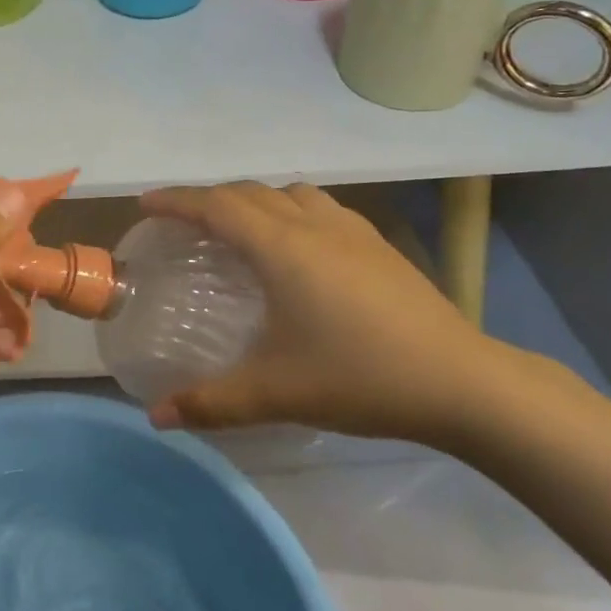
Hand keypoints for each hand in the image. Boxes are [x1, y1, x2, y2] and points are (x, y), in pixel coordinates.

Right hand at [141, 182, 527, 447]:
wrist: (464, 383)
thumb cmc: (360, 377)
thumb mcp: (276, 393)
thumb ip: (211, 403)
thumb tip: (156, 417)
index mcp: (281, 247)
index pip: (215, 205)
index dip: (176, 200)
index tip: (146, 204)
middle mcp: (312, 225)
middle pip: (247, 192)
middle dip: (208, 198)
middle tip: (182, 222)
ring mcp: (351, 230)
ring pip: (288, 193)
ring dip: (254, 200)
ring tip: (239, 229)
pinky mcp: (378, 245)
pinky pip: (319, 207)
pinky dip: (291, 210)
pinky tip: (299, 247)